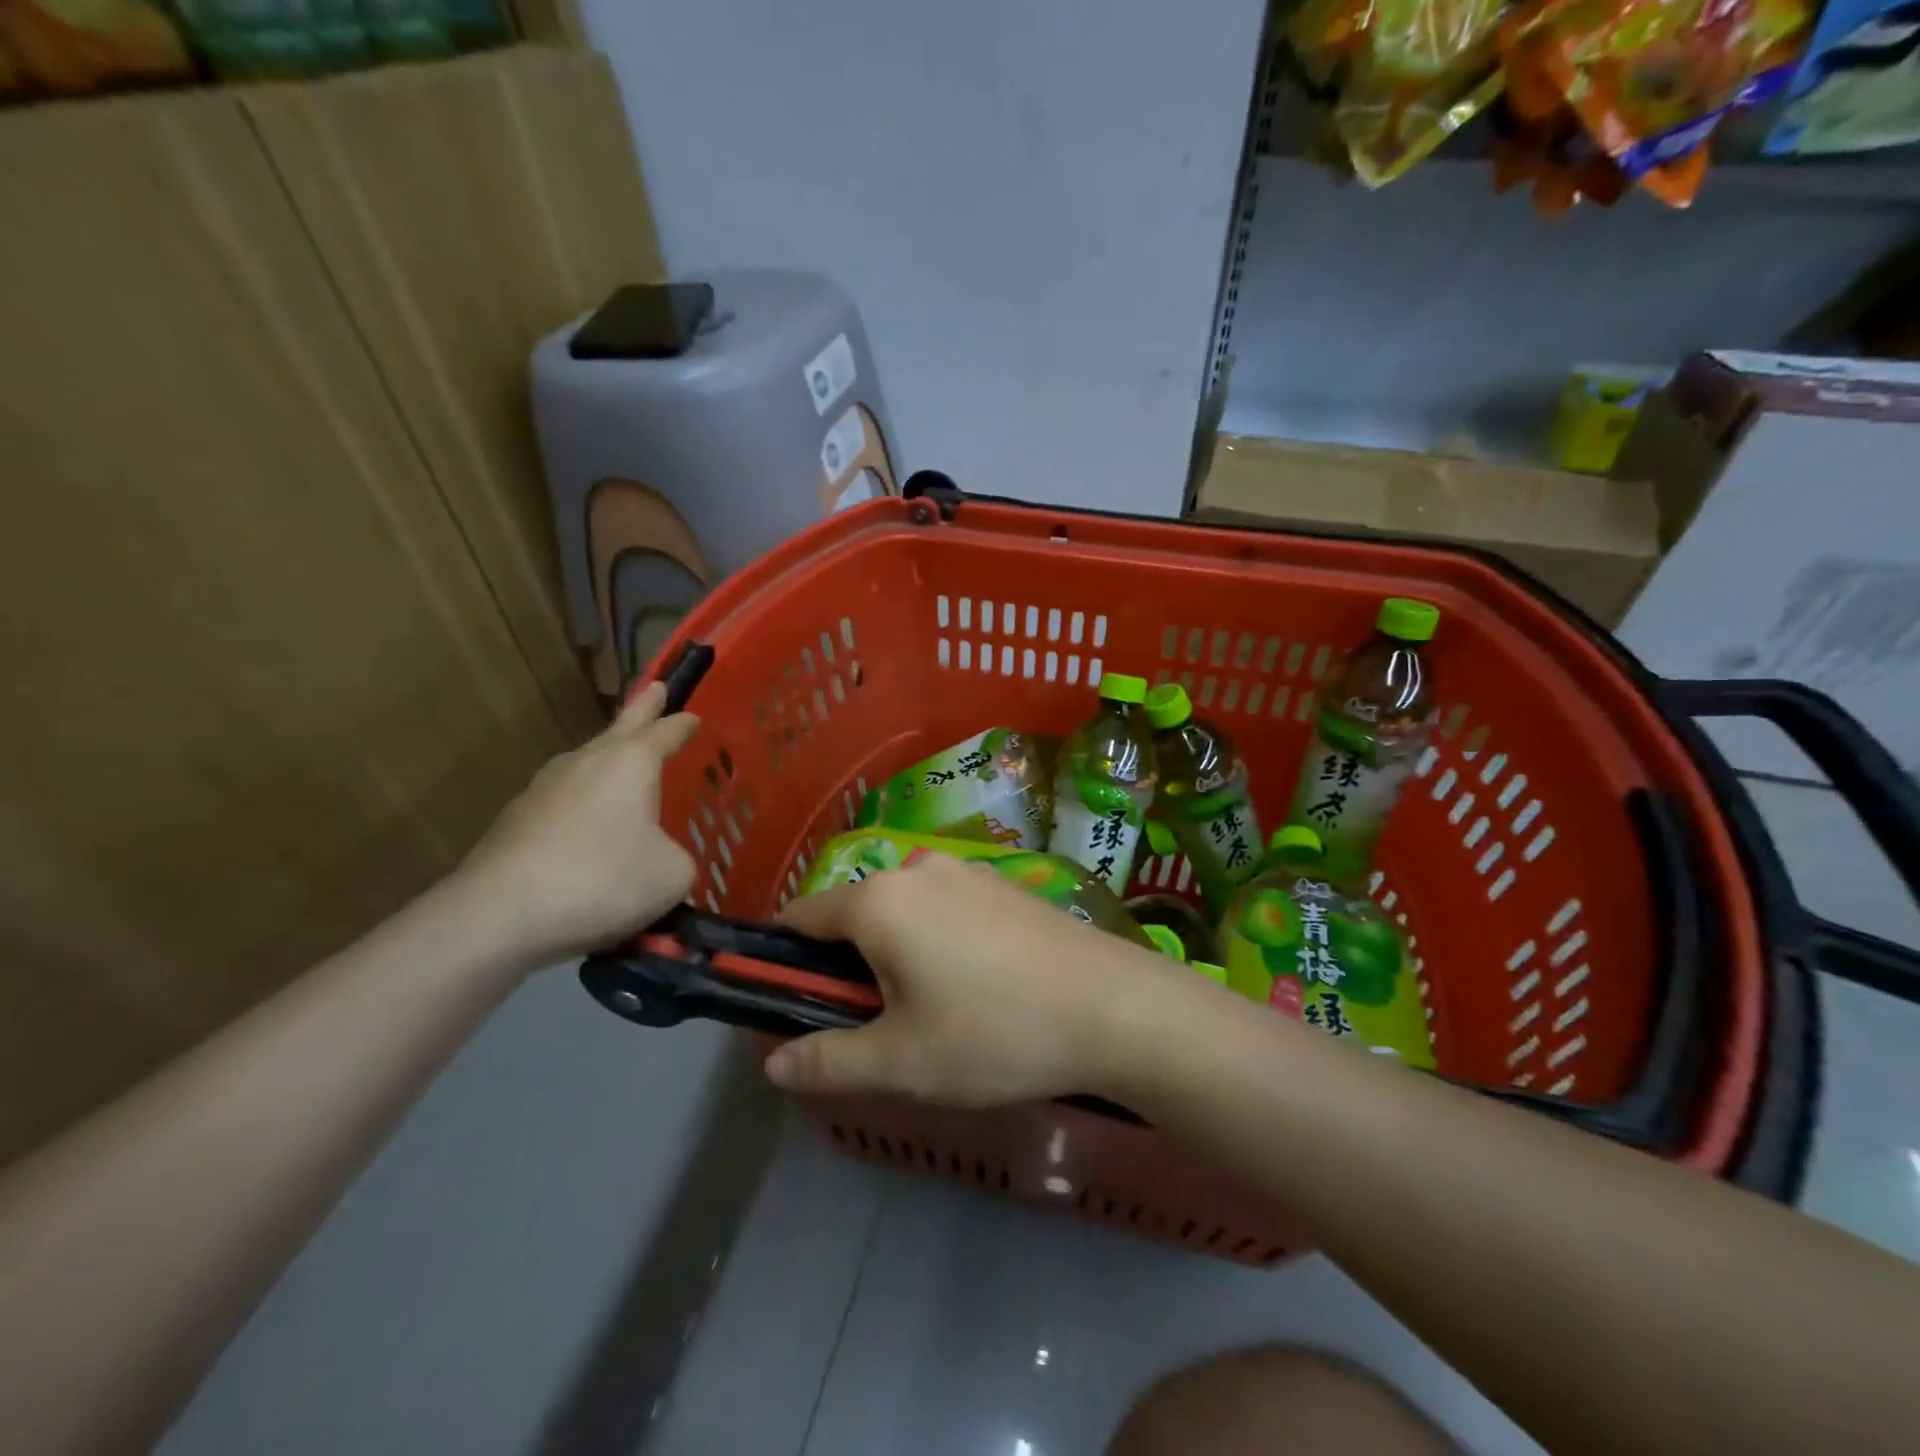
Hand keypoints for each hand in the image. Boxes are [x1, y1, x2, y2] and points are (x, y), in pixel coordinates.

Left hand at [454, 681, 698, 964]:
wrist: (499, 914)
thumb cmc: (602, 880)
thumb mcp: (672, 875)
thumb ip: (679, 857)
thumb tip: (663, 859)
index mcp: (631, 762)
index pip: (665, 732)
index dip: (683, 725)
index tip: (694, 717)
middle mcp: (587, 762)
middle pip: (621, 727)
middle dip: (643, 709)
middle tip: (656, 687)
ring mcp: (545, 787)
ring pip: (588, 762)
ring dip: (609, 758)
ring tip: (624, 763)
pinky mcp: (517, 819)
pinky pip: (565, 800)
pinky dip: (584, 804)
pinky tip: (589, 827)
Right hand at [764, 854, 1189, 1105]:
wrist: (1113, 1007)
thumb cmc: (994, 1033)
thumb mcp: (901, 1062)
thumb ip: (828, 1060)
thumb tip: (774, 1063)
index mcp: (879, 900)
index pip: (802, 917)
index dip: (787, 962)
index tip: (797, 1006)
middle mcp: (917, 869)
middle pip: (855, 915)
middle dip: (849, 968)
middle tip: (875, 1029)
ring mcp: (967, 871)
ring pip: (904, 913)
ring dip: (896, 957)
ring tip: (931, 1016)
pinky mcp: (1004, 884)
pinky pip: (946, 910)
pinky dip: (937, 943)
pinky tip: (976, 989)